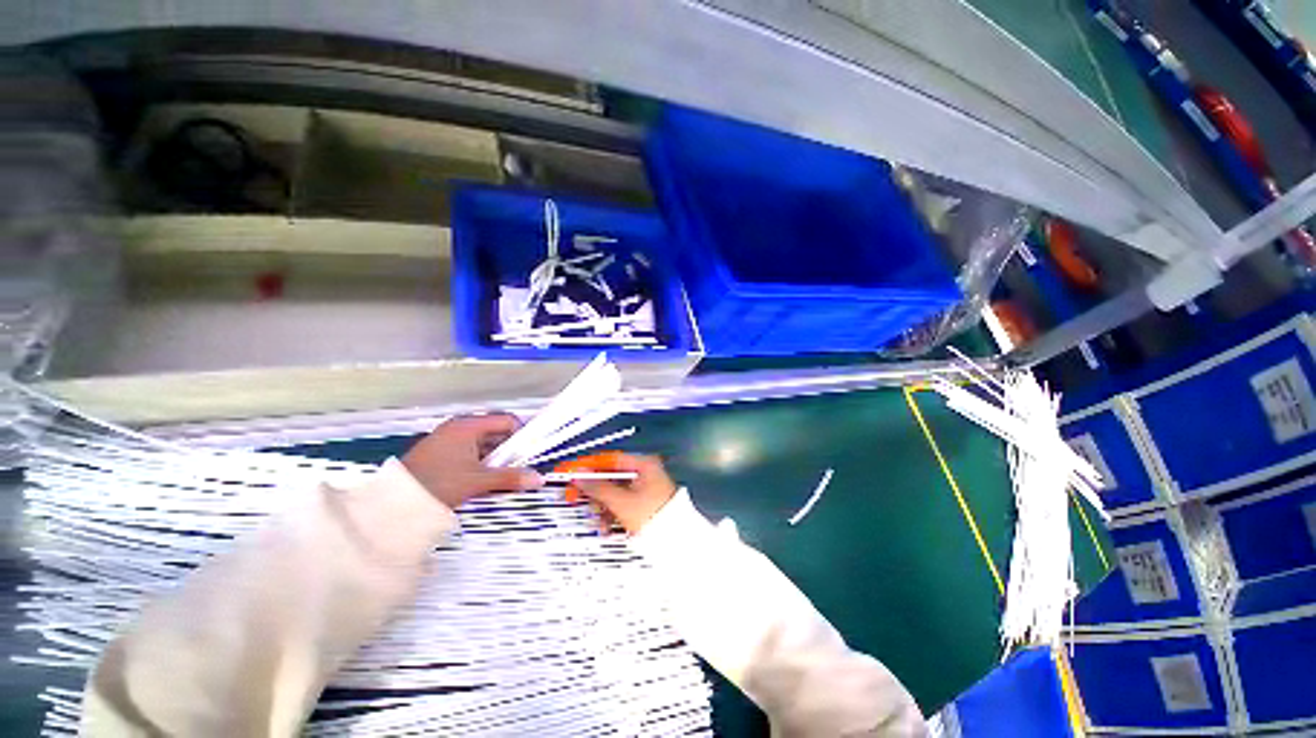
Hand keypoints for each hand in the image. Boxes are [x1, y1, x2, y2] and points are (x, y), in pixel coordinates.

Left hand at [401, 414, 543, 508]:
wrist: (393, 503)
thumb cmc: (436, 483)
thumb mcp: (477, 481)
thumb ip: (510, 478)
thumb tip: (537, 478)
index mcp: (468, 426)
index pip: (507, 421)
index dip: (522, 435)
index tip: (529, 453)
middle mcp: (459, 427)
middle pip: (496, 433)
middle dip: (508, 451)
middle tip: (516, 468)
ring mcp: (448, 440)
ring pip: (484, 445)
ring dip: (495, 460)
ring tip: (499, 478)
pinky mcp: (441, 453)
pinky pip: (470, 453)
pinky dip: (480, 464)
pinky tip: (481, 481)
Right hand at [558, 452, 677, 533]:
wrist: (676, 542)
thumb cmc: (654, 516)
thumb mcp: (622, 502)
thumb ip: (598, 488)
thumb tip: (579, 477)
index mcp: (643, 464)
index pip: (609, 459)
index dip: (588, 465)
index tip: (570, 472)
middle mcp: (644, 472)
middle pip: (610, 477)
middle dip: (594, 491)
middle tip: (575, 498)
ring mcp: (644, 488)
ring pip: (613, 493)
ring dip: (601, 506)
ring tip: (598, 520)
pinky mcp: (642, 504)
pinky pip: (620, 504)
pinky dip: (611, 514)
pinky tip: (606, 527)